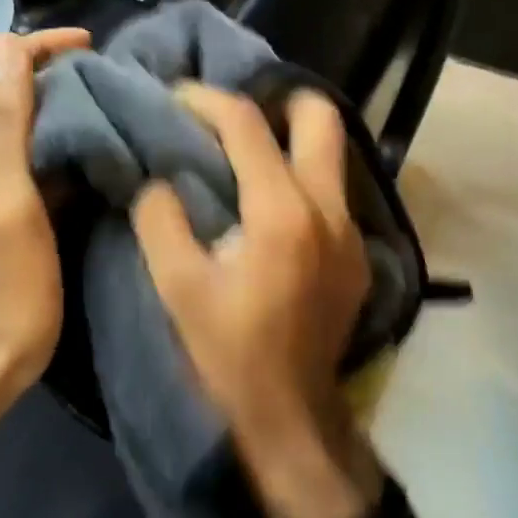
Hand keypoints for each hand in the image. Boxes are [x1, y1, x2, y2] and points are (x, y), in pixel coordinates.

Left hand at [0, 27, 89, 436]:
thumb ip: (0, 121)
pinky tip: (105, 156)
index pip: (1, 61)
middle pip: (14, 86)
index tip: (98, 50)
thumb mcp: (2, 199)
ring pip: (30, 119)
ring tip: (121, 107)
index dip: (45, 45)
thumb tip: (7, 44)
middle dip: (62, 70)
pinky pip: (41, 156)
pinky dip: (71, 142)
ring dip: (69, 104)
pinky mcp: (10, 209)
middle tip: (119, 78)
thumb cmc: (0, 286)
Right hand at [131, 85, 382, 517]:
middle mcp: (328, 207)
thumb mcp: (176, 287)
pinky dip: (300, 177)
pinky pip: (332, 189)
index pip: (247, 124)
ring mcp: (352, 229)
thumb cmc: (228, 354)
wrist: (292, 419)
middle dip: (274, 101)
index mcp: (281, 212)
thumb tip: (159, 178)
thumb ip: (160, 218)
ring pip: (331, 151)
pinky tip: (268, 204)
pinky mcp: (358, 252)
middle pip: (319, 115)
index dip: (206, 100)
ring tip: (245, 154)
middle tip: (230, 119)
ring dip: (289, 138)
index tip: (177, 97)